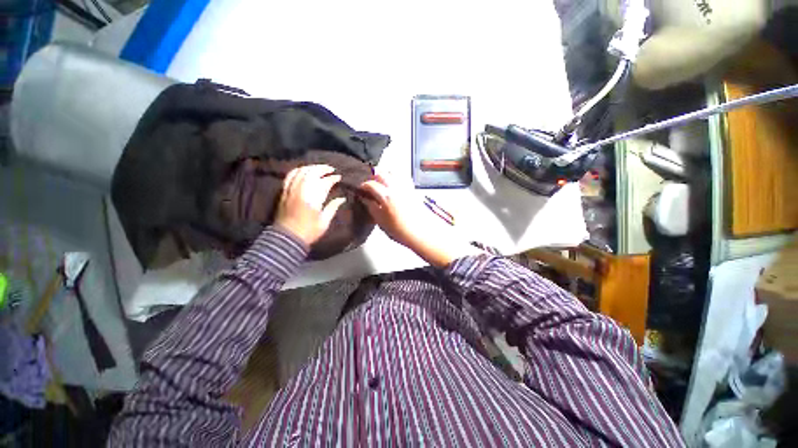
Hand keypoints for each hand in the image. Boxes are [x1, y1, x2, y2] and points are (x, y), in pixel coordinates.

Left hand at [274, 165, 344, 245]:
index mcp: (313, 199)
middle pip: (311, 173)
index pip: (324, 183)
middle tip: (331, 169)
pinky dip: (297, 171)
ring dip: (311, 167)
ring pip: (300, 172)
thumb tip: (341, 199)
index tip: (338, 178)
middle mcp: (301, 191)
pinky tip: (303, 170)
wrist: (287, 238)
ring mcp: (291, 190)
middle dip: (322, 169)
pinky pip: (289, 176)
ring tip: (318, 168)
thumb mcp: (324, 222)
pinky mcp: (284, 192)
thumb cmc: (309, 232)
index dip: (332, 179)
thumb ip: (332, 208)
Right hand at [359, 169, 472, 266]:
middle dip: (373, 177)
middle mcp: (395, 187)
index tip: (360, 191)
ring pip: (393, 172)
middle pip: (382, 173)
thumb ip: (370, 206)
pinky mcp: (412, 189)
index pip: (370, 184)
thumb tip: (364, 198)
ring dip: (385, 175)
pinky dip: (396, 178)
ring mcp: (405, 187)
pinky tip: (394, 186)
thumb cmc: (398, 229)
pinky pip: (402, 177)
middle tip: (370, 186)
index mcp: (386, 195)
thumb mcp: (380, 220)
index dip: (363, 186)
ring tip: (381, 184)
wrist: (419, 232)